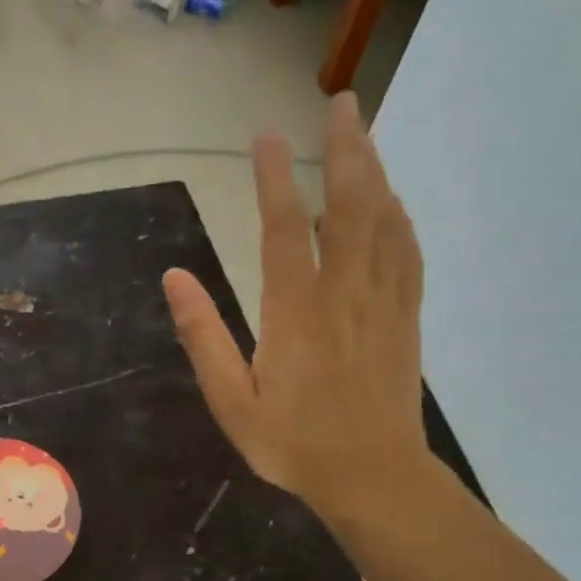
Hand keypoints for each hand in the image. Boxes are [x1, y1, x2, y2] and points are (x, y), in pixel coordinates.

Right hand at [163, 92, 433, 527]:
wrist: (373, 478)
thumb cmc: (294, 445)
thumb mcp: (233, 402)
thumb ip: (204, 338)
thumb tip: (175, 278)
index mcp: (296, 313)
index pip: (282, 229)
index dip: (273, 178)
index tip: (266, 135)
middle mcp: (344, 293)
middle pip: (349, 206)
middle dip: (345, 149)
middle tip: (340, 103)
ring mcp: (382, 302)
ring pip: (384, 221)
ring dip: (373, 171)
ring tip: (362, 134)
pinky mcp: (405, 317)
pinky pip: (406, 251)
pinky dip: (397, 216)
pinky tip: (389, 201)